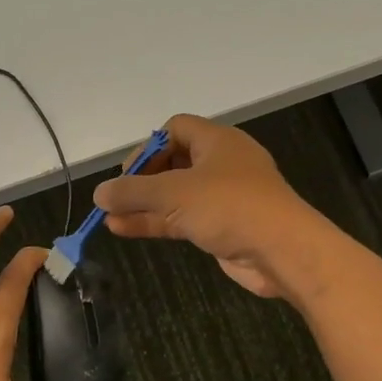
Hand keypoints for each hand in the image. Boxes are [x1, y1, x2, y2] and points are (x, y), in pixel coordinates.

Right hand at [94, 114, 323, 297]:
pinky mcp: (222, 226)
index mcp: (217, 141)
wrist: (282, 251)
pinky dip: (156, 222)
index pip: (174, 129)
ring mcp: (223, 197)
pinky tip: (124, 229)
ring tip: (108, 217)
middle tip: (117, 197)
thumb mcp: (174, 193)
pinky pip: (182, 218)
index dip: (147, 147)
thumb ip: (133, 192)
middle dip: (141, 180)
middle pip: (172, 163)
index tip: (127, 173)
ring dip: (143, 205)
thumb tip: (99, 193)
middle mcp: (221, 164)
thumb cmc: (229, 207)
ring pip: (174, 195)